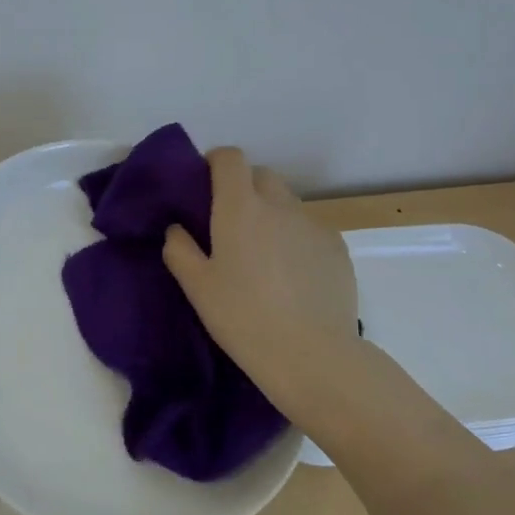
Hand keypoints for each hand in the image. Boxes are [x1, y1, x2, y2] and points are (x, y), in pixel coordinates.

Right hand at [162, 146, 359, 427]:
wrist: (312, 356)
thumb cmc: (243, 318)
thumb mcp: (197, 287)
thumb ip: (179, 249)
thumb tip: (177, 228)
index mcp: (241, 207)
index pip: (230, 158)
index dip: (216, 162)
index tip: (206, 184)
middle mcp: (280, 205)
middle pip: (261, 175)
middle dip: (245, 188)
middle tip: (232, 224)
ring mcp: (313, 225)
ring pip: (288, 203)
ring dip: (272, 215)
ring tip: (265, 256)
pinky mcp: (337, 248)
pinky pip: (310, 229)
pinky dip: (297, 239)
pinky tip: (293, 276)